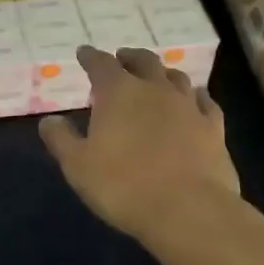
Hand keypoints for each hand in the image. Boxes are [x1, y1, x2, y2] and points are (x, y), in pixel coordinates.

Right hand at [39, 46, 237, 243]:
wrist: (189, 211)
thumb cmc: (123, 186)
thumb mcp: (78, 166)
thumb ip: (61, 139)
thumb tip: (49, 120)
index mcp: (118, 92)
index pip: (101, 64)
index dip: (90, 57)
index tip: (84, 53)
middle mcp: (155, 89)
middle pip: (143, 61)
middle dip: (129, 57)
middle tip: (121, 58)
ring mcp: (188, 106)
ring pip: (176, 77)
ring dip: (162, 73)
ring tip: (156, 77)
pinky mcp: (213, 128)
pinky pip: (205, 102)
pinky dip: (195, 96)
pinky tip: (195, 100)